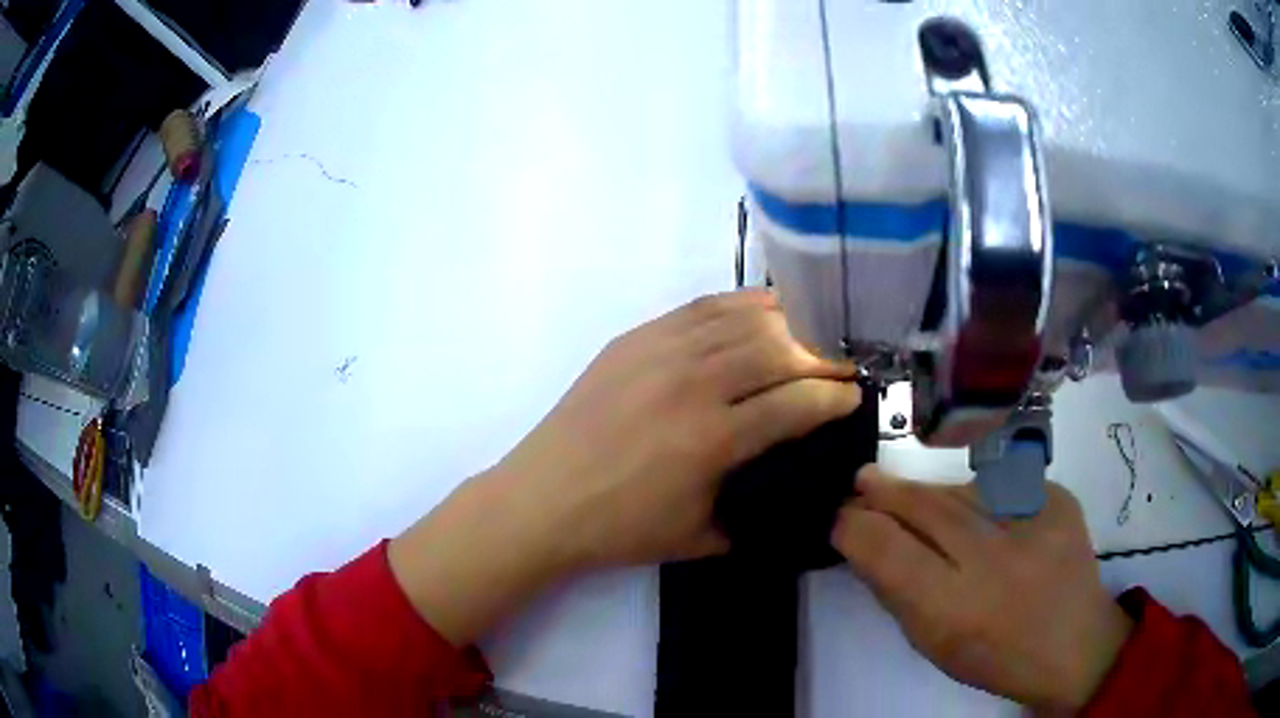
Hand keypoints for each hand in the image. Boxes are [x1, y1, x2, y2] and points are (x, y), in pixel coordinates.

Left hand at [391, 291, 860, 644]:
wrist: (542, 500)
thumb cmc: (620, 528)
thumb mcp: (699, 537)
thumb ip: (754, 513)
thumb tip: (788, 494)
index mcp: (712, 439)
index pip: (797, 403)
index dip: (836, 397)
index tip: (855, 397)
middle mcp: (692, 383)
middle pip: (779, 348)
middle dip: (823, 355)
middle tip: (843, 365)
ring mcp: (660, 351)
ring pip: (743, 318)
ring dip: (788, 323)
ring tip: (812, 334)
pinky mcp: (634, 337)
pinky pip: (701, 307)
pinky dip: (740, 306)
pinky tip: (760, 313)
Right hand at [831, 466, 1131, 711]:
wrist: (1074, 643)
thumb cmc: (994, 656)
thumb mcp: (933, 644)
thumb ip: (898, 592)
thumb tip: (866, 543)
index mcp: (952, 608)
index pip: (885, 548)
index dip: (854, 526)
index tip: (840, 518)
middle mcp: (991, 556)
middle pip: (923, 505)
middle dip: (884, 491)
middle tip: (863, 480)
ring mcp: (1032, 519)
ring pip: (960, 490)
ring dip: (931, 494)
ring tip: (917, 499)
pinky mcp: (1057, 496)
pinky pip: (1002, 485)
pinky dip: (980, 496)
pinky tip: (980, 513)